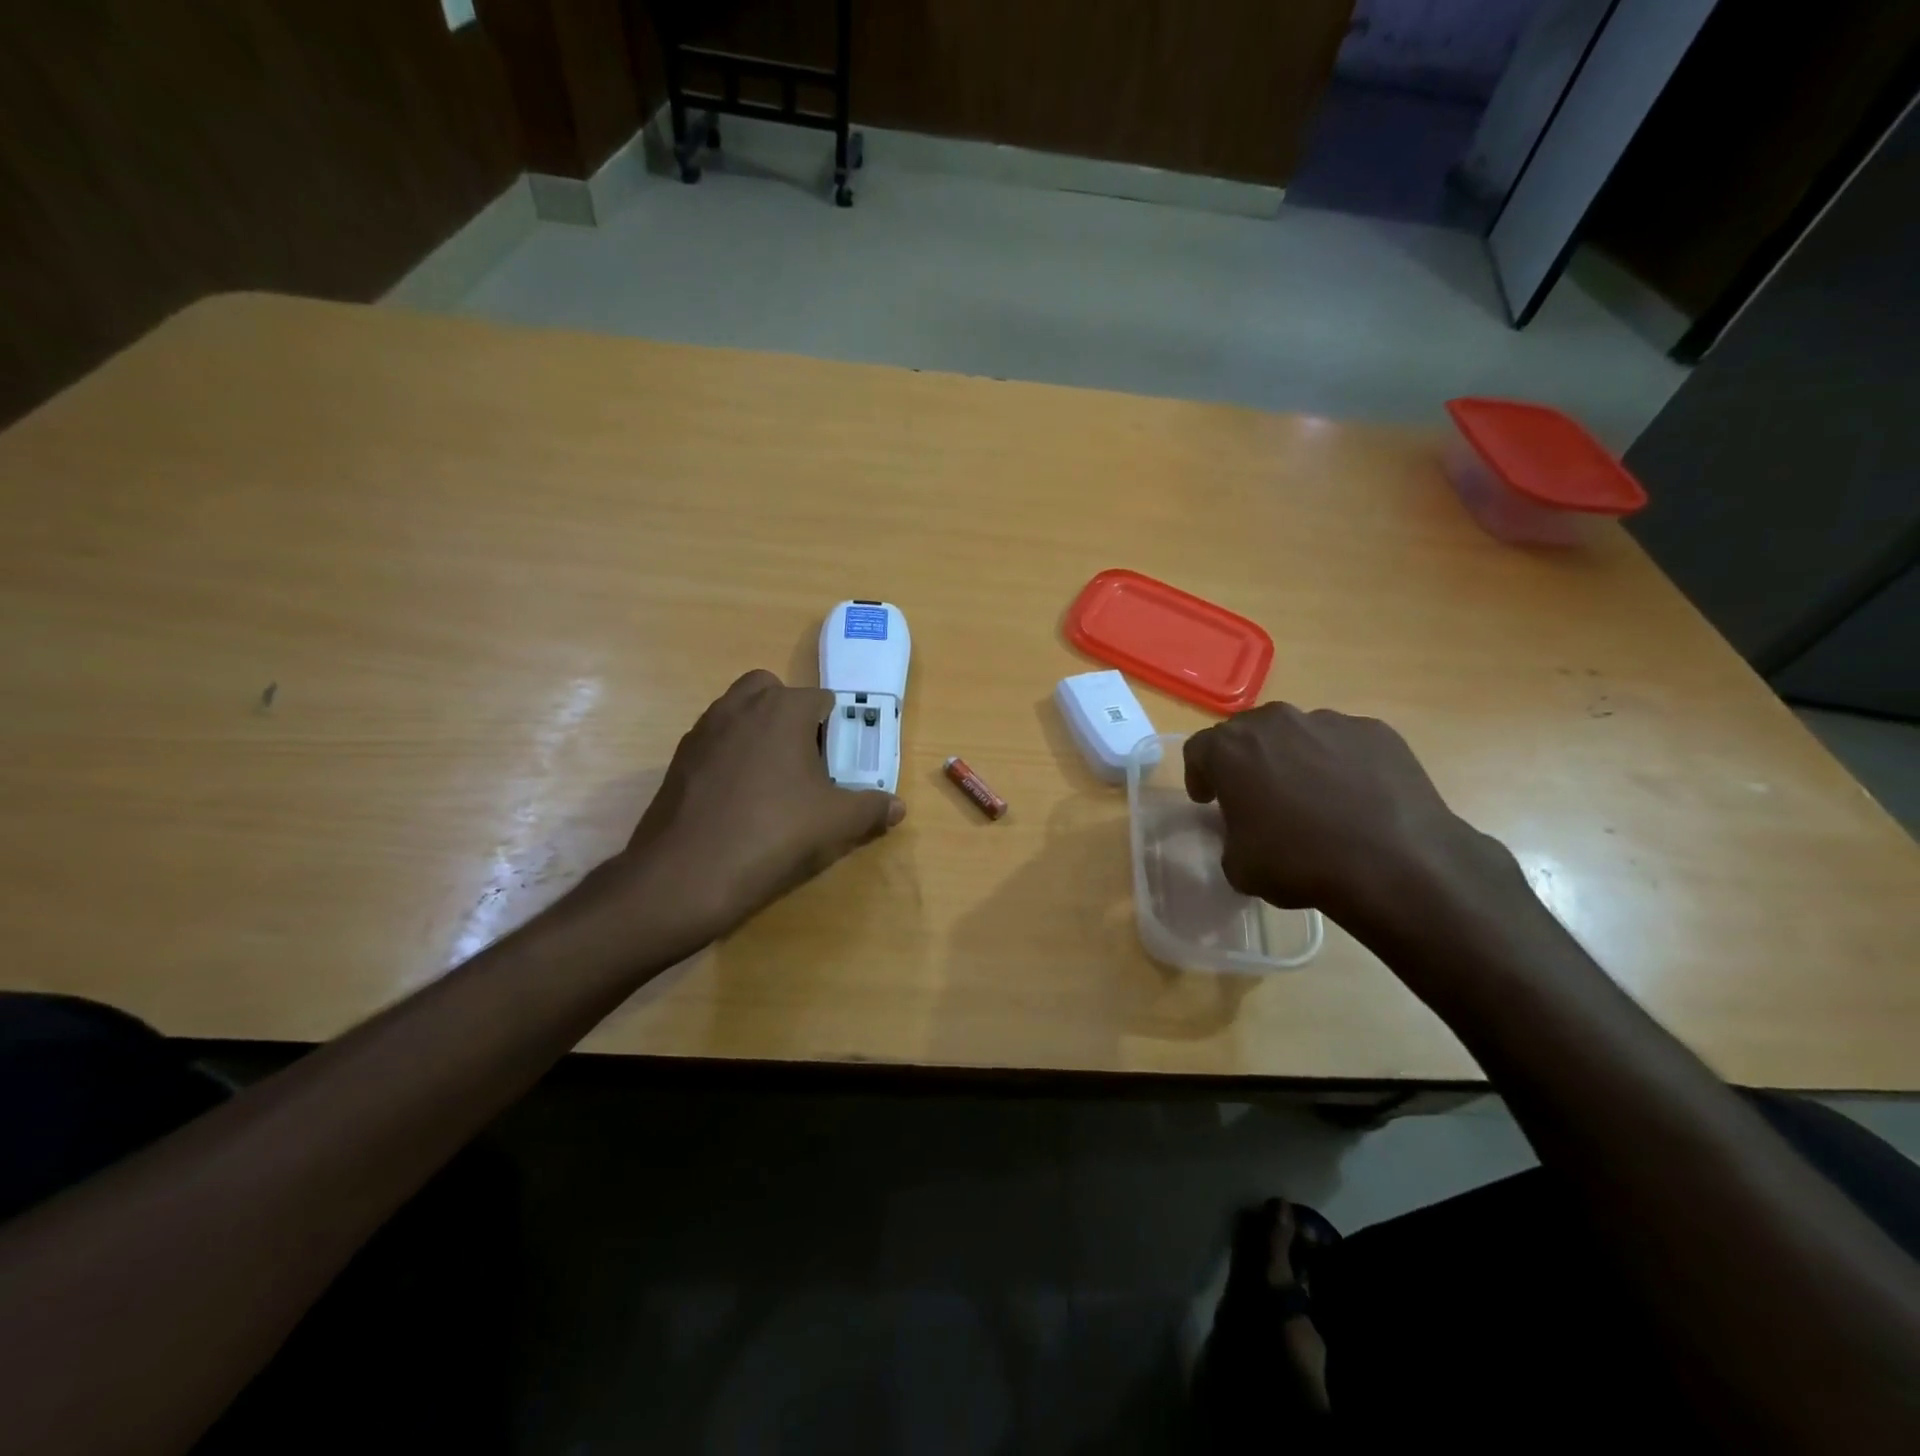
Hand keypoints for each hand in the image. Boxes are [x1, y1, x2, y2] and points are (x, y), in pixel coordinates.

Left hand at [584, 670, 904, 946]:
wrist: (686, 875)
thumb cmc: (773, 834)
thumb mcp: (837, 824)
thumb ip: (872, 808)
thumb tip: (897, 806)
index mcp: (782, 709)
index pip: (821, 699)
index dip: (836, 728)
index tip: (841, 761)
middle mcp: (739, 707)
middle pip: (772, 691)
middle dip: (791, 715)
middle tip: (806, 760)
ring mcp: (702, 731)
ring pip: (738, 713)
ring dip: (759, 732)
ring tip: (774, 782)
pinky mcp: (678, 760)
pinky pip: (715, 743)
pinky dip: (731, 757)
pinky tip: (740, 801)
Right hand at [1183, 703, 1508, 930]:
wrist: (1396, 863)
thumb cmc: (1300, 863)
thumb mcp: (1239, 865)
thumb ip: (1230, 835)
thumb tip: (1246, 830)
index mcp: (1230, 748)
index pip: (1198, 750)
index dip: (1199, 776)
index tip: (1208, 801)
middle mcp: (1274, 722)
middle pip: (1247, 733)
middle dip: (1246, 761)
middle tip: (1257, 796)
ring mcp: (1328, 721)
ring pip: (1297, 734)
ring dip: (1294, 759)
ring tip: (1313, 799)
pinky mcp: (1375, 731)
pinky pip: (1344, 744)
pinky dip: (1340, 764)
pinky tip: (1354, 799)